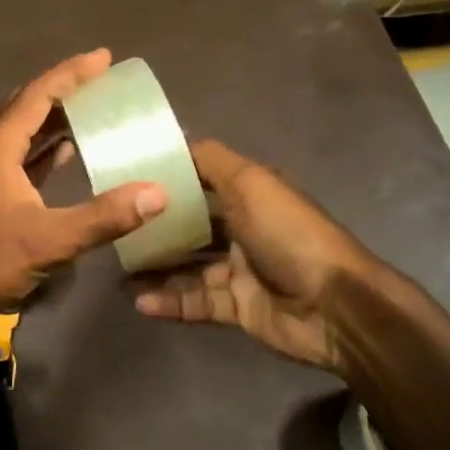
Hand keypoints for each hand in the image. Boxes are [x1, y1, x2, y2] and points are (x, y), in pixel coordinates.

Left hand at [0, 49, 167, 320]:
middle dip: (64, 89)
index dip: (72, 74)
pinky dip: (46, 150)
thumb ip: (103, 217)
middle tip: (101, 80)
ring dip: (55, 119)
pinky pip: (21, 157)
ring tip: (92, 110)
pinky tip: (68, 153)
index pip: (38, 94)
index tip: (104, 58)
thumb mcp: (49, 239)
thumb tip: (157, 194)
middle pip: (28, 106)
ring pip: (24, 132)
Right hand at [131, 139, 372, 372]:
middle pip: (192, 225)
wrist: (333, 305)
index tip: (126, 177)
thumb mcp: (250, 183)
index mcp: (250, 195)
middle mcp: (245, 229)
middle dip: (157, 227)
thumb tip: (175, 141)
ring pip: (189, 266)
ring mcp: (241, 270)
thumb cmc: (288, 234)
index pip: (201, 179)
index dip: (168, 178)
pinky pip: (197, 302)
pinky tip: (138, 300)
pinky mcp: (238, 308)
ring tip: (119, 270)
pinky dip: (170, 301)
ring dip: (156, 268)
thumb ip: (211, 161)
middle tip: (116, 229)